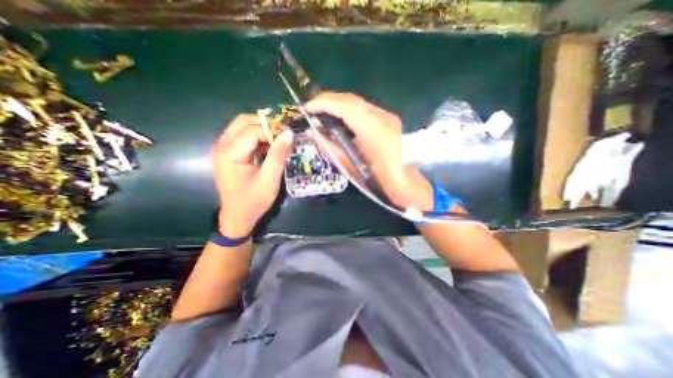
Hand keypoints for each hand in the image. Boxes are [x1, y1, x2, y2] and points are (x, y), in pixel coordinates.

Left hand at [211, 113, 292, 237]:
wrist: (238, 215)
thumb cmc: (254, 200)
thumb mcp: (269, 180)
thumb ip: (278, 155)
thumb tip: (288, 134)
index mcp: (230, 153)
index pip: (253, 130)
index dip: (273, 129)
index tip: (290, 136)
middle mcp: (222, 145)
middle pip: (244, 121)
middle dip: (267, 125)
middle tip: (284, 135)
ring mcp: (223, 148)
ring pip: (243, 126)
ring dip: (263, 129)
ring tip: (279, 139)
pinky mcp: (228, 152)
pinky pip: (243, 136)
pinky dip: (258, 137)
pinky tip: (270, 145)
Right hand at [306, 91, 430, 208]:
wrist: (404, 182)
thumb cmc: (377, 179)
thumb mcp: (349, 166)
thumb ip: (329, 147)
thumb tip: (311, 133)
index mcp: (373, 130)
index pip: (345, 106)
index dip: (324, 103)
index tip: (307, 108)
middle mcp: (382, 117)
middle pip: (351, 100)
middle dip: (329, 100)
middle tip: (312, 108)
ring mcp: (387, 116)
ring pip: (358, 103)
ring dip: (338, 104)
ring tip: (322, 111)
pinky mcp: (388, 119)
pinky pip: (364, 109)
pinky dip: (349, 110)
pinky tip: (340, 118)